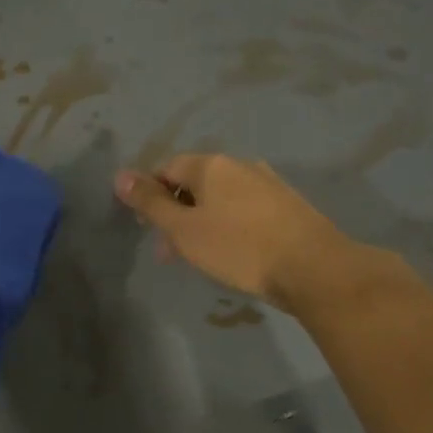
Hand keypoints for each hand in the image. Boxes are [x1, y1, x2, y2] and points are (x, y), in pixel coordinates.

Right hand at [113, 154, 373, 316]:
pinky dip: (229, 226)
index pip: (166, 168)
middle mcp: (240, 165)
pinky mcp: (287, 205)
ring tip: (200, 256)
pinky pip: (245, 209)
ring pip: (221, 198)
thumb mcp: (183, 230)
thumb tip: (119, 176)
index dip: (150, 195)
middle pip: (195, 182)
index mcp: (211, 165)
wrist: (313, 268)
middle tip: (169, 251)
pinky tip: (233, 252)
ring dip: (201, 222)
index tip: (146, 228)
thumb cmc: (239, 248)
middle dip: (176, 213)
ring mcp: (268, 183)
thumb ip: (151, 204)